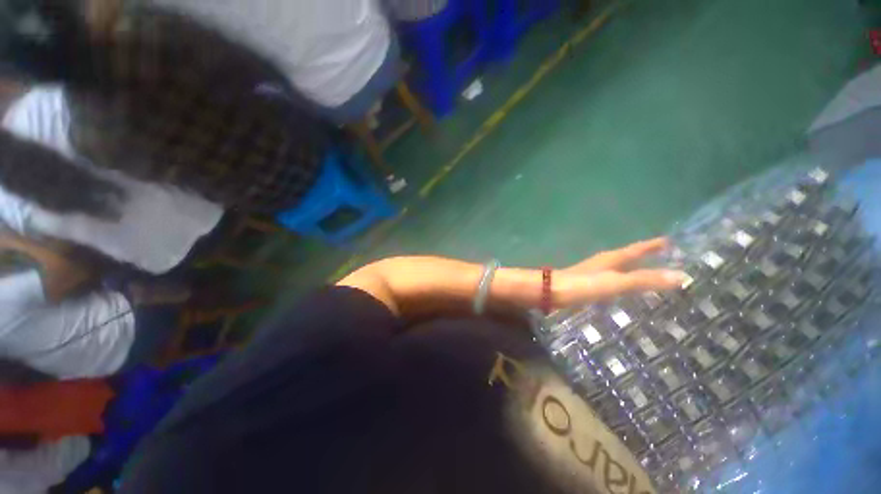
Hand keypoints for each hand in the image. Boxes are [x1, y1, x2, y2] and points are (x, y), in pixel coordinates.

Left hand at [550, 238, 684, 307]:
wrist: (551, 292)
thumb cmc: (583, 285)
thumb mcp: (616, 282)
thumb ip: (645, 280)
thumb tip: (681, 275)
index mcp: (611, 258)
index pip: (636, 249)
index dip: (652, 245)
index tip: (669, 240)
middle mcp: (603, 263)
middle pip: (628, 257)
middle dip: (645, 257)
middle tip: (666, 259)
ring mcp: (593, 273)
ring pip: (619, 269)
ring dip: (634, 271)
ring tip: (650, 276)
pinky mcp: (586, 285)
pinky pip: (611, 281)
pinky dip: (622, 283)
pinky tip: (623, 291)